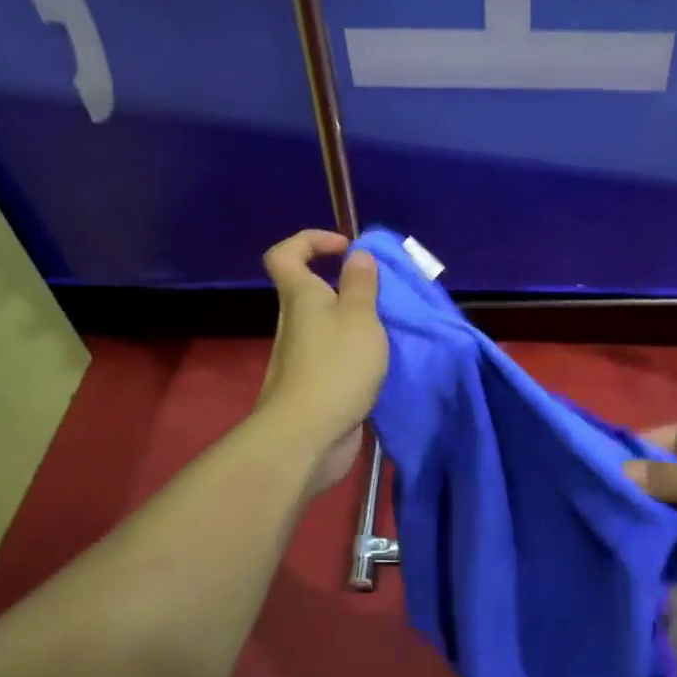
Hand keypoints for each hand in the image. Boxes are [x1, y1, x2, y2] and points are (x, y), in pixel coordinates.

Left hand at [256, 230, 388, 496]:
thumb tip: (357, 255)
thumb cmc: (336, 366)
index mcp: (300, 296)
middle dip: (348, 286)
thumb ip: (361, 284)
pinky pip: (337, 355)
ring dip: (358, 322)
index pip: (285, 253)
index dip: (311, 240)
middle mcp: (296, 322)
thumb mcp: (360, 317)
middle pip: (312, 289)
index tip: (347, 248)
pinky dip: (358, 353)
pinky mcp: (315, 384)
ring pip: (329, 325)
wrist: (308, 437)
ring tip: (392, 330)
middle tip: (385, 295)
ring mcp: (303, 356)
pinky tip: (383, 362)